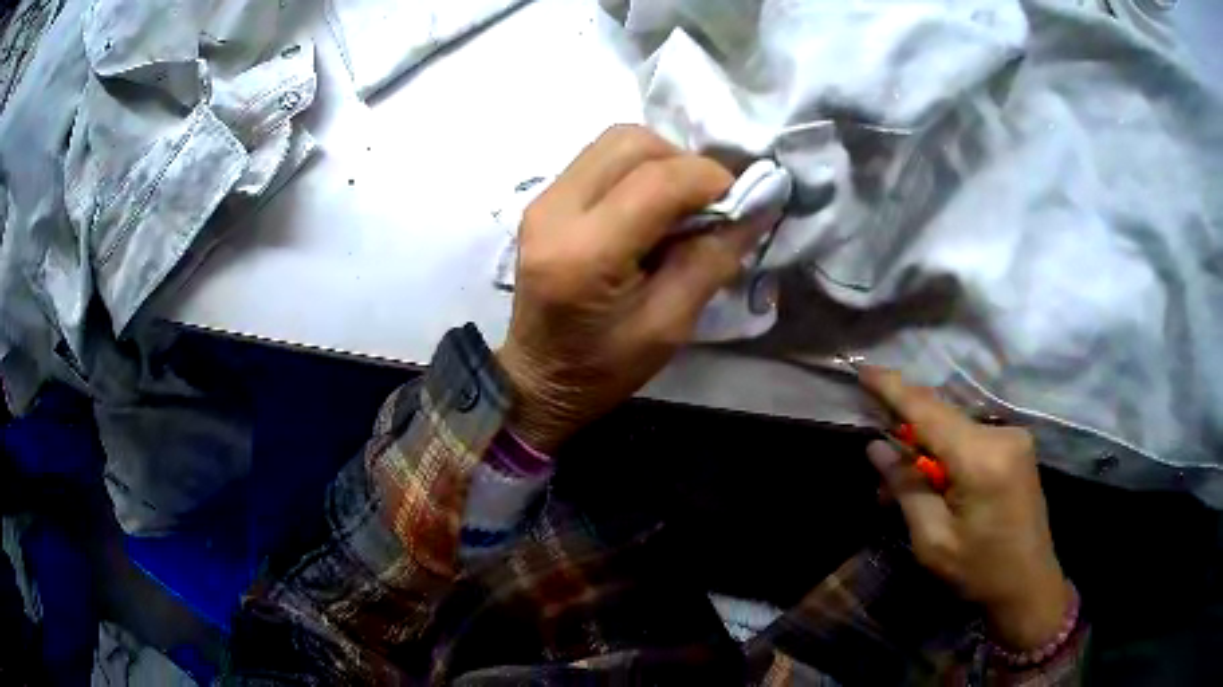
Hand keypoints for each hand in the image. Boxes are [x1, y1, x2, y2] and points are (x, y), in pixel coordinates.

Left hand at [497, 125, 770, 452]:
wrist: (539, 378)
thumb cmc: (604, 367)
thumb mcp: (670, 327)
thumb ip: (712, 260)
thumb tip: (754, 208)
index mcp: (586, 253)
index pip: (658, 180)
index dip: (710, 178)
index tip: (740, 201)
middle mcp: (555, 211)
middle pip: (631, 142)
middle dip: (684, 162)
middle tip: (708, 202)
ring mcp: (542, 200)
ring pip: (614, 141)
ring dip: (660, 161)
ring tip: (680, 203)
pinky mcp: (542, 200)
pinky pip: (599, 159)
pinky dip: (636, 169)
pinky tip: (649, 206)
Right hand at [860, 367, 1071, 651]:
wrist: (1029, 584)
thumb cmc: (979, 571)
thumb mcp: (933, 541)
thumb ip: (906, 488)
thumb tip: (876, 447)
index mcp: (981, 459)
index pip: (928, 412)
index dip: (893, 389)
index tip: (863, 369)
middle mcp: (1001, 435)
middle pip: (942, 415)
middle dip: (906, 424)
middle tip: (874, 443)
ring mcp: (1013, 438)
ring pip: (955, 427)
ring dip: (925, 445)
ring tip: (897, 479)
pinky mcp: (1017, 447)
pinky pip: (971, 437)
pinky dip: (946, 451)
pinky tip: (931, 477)